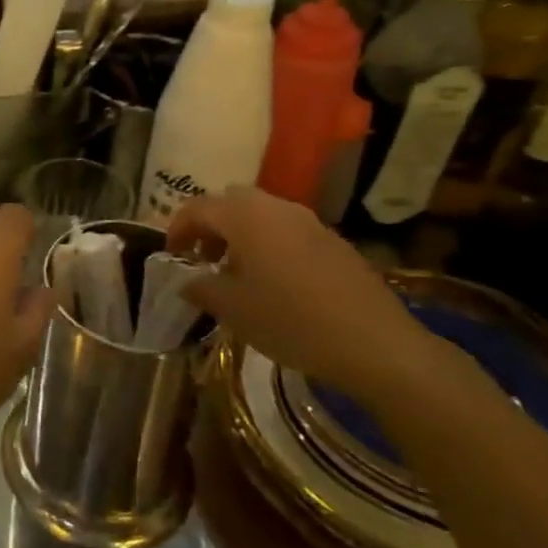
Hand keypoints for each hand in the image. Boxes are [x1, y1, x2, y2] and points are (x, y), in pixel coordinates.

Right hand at [168, 188, 454, 410]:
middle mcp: (277, 208)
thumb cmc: (290, 321)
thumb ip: (201, 288)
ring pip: (261, 215)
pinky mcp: (334, 242)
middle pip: (231, 202)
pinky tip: (274, 283)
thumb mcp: (233, 309)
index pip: (198, 207)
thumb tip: (188, 280)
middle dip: (210, 226)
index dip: (177, 228)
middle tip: (202, 259)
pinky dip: (269, 245)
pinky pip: (288, 231)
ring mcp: (310, 222)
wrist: (376, 344)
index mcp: (245, 217)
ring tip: (236, 274)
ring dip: (240, 235)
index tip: (171, 255)